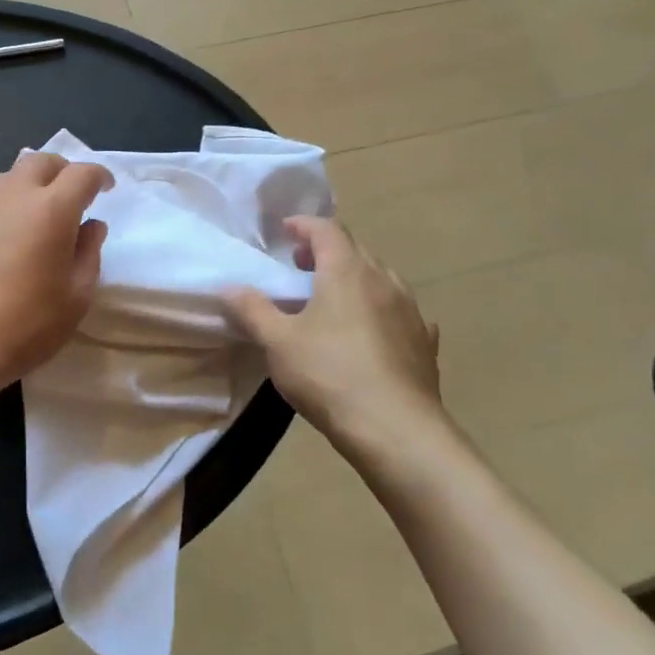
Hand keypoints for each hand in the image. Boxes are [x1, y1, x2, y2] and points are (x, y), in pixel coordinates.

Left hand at [0, 150, 111, 409]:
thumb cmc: (23, 326)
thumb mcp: (75, 299)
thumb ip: (89, 254)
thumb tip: (91, 226)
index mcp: (51, 209)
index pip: (82, 173)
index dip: (99, 176)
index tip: (106, 189)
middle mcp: (11, 195)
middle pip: (41, 161)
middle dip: (62, 172)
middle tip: (70, 197)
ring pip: (7, 179)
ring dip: (27, 188)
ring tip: (32, 220)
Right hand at [227, 217, 446, 465]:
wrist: (396, 429)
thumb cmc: (329, 375)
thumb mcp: (278, 342)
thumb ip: (253, 310)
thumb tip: (229, 287)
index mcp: (346, 270)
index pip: (326, 229)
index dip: (304, 225)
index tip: (286, 230)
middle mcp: (383, 280)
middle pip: (354, 250)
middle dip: (326, 251)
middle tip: (301, 266)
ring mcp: (410, 310)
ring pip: (381, 279)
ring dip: (355, 279)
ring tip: (334, 300)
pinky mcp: (425, 342)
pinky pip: (400, 312)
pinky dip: (381, 311)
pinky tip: (374, 332)